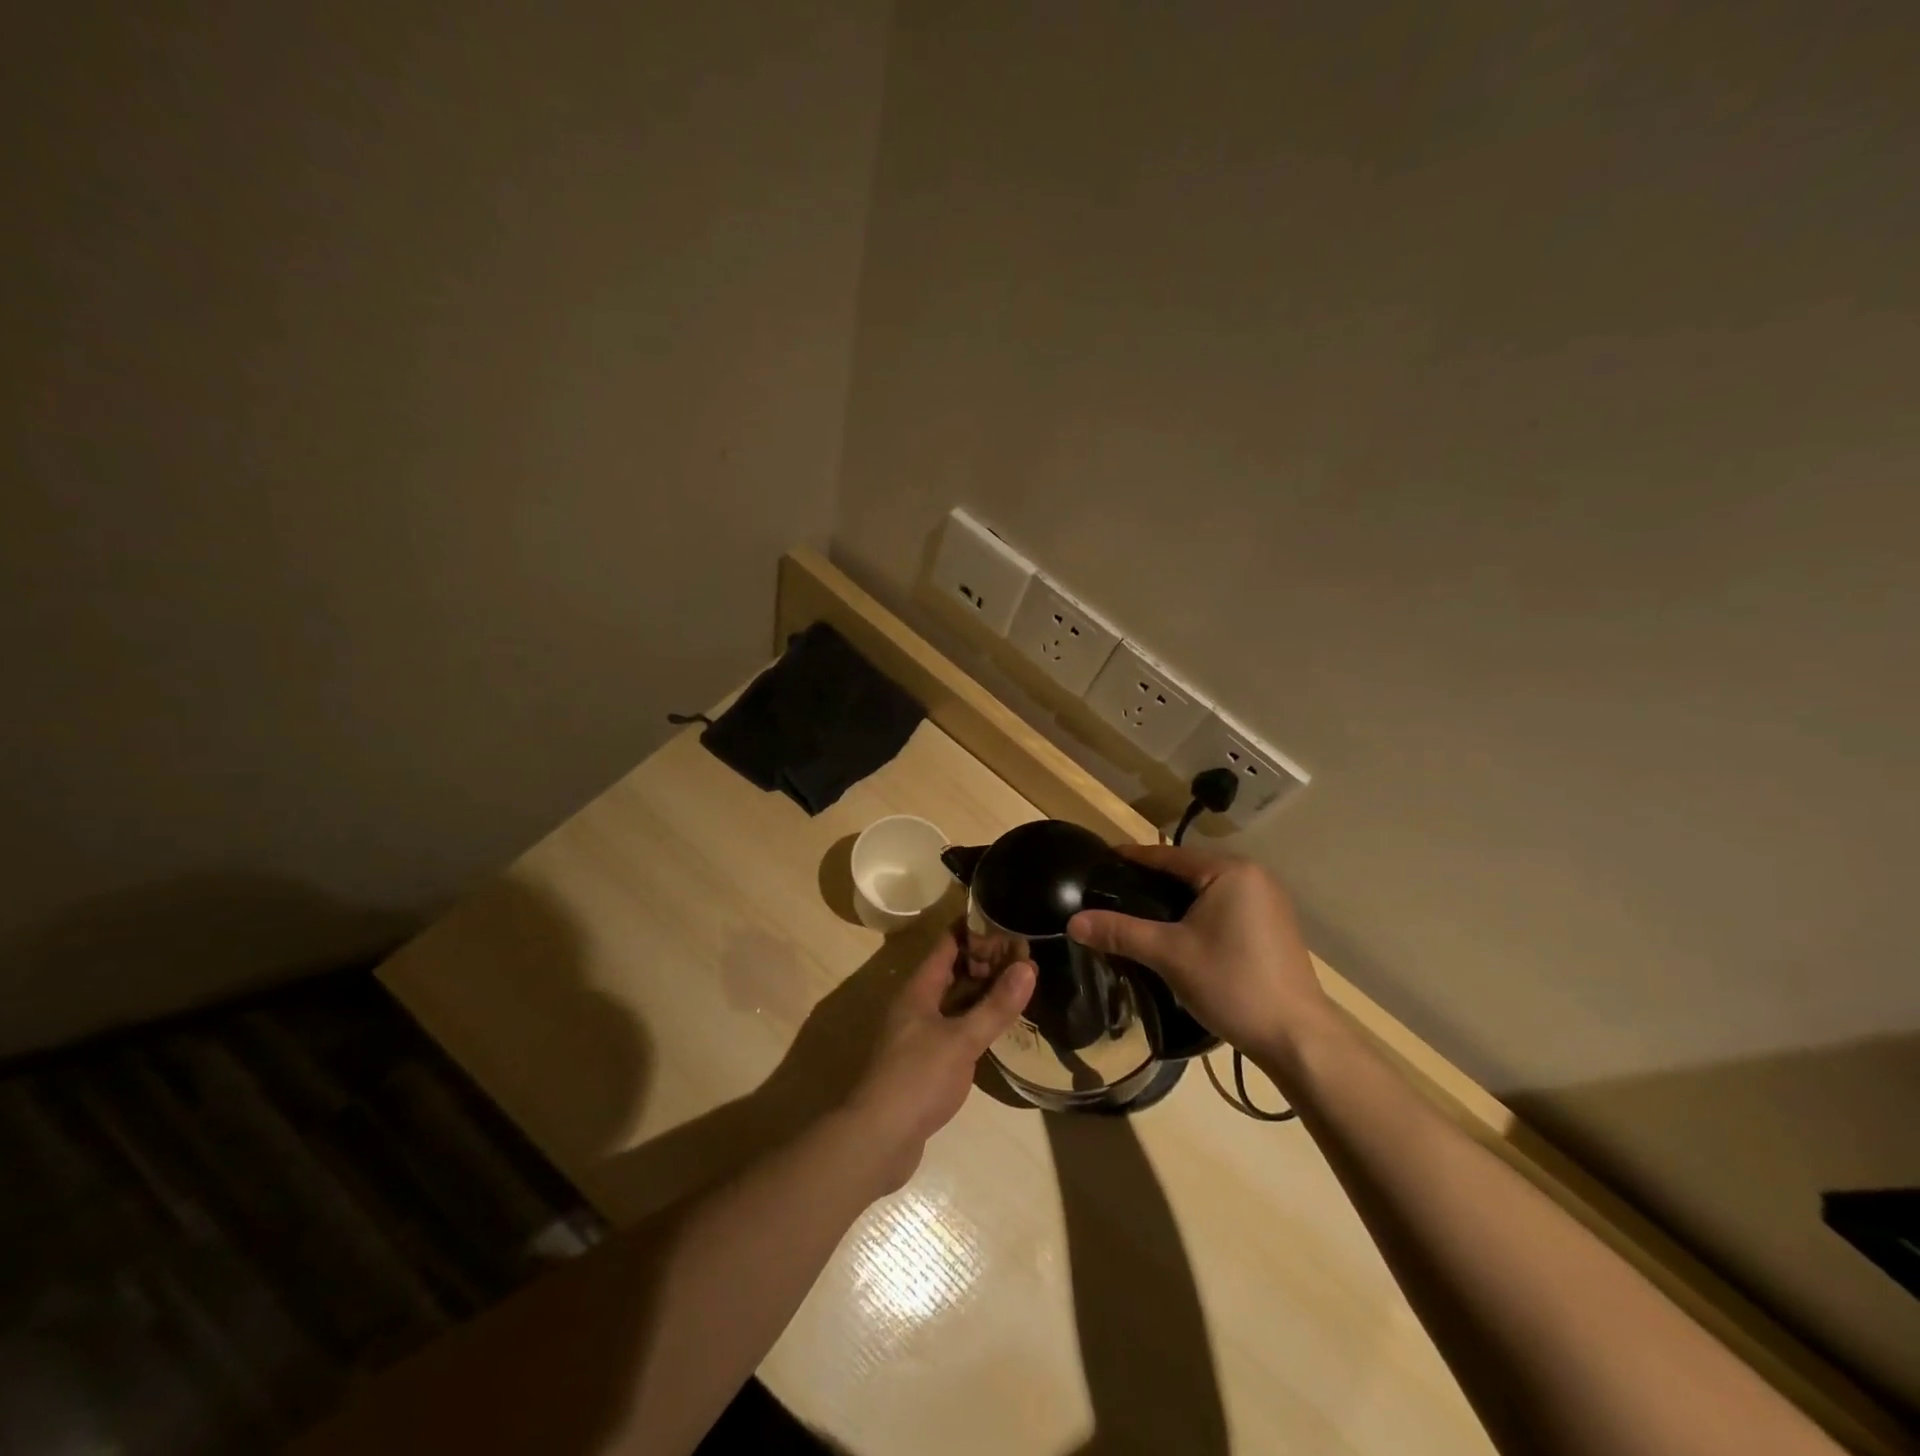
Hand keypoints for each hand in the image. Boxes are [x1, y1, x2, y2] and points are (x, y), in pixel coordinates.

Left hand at [841, 926, 1034, 1190]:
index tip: (1008, 921)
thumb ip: (995, 1006)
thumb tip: (1028, 966)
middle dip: (986, 961)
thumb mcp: (962, 1040)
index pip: (948, 944)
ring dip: (983, 991)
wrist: (879, 1139)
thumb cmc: (917, 1079)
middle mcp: (917, 1005)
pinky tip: (1000, 1027)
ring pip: (955, 1001)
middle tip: (1025, 955)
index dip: (975, 930)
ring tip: (1020, 984)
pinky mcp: (926, 1062)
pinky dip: (977, 1020)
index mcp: (919, 990)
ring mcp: (919, 1034)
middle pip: (953, 971)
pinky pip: (955, 1027)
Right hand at [1066, 845, 1331, 1062]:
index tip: (1101, 859)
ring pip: (1207, 889)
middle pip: (1189, 870)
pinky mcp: (1273, 926)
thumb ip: (1121, 932)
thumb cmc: (1232, 984)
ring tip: (1138, 910)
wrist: (1296, 1037)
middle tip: (1113, 890)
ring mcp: (1268, 902)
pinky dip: (1197, 912)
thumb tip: (1073, 922)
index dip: (1132, 858)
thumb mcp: (1169, 955)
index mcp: (1230, 871)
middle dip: (1152, 879)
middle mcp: (1254, 876)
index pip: (1169, 856)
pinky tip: (1177, 930)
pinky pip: (1224, 906)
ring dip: (1175, 898)